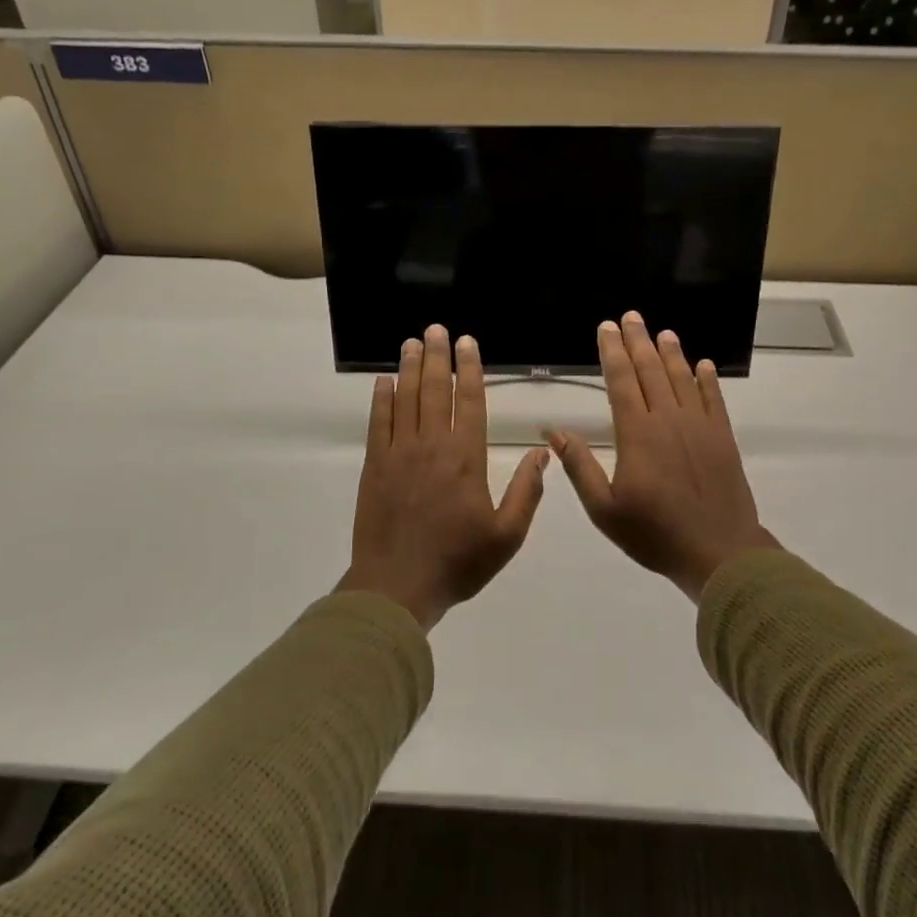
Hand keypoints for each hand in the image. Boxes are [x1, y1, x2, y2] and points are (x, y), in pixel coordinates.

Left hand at [339, 324, 547, 630]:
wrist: (397, 587)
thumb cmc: (457, 562)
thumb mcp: (507, 536)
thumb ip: (526, 492)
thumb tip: (543, 454)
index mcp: (466, 458)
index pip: (468, 402)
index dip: (468, 370)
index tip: (467, 344)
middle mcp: (431, 446)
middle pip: (434, 391)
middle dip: (437, 357)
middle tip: (436, 329)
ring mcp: (398, 454)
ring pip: (406, 400)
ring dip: (409, 368)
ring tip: (412, 342)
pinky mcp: (374, 467)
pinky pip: (379, 423)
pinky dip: (382, 399)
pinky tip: (384, 381)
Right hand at [549, 312, 778, 602]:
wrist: (719, 551)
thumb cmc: (654, 533)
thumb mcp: (605, 509)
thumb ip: (580, 467)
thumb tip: (556, 432)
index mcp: (638, 434)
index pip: (622, 381)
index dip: (613, 352)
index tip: (607, 328)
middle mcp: (669, 420)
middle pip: (651, 371)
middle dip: (639, 341)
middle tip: (632, 316)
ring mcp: (700, 426)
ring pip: (683, 379)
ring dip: (672, 353)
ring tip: (663, 332)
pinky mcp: (723, 438)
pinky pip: (714, 400)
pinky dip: (708, 380)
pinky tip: (704, 365)